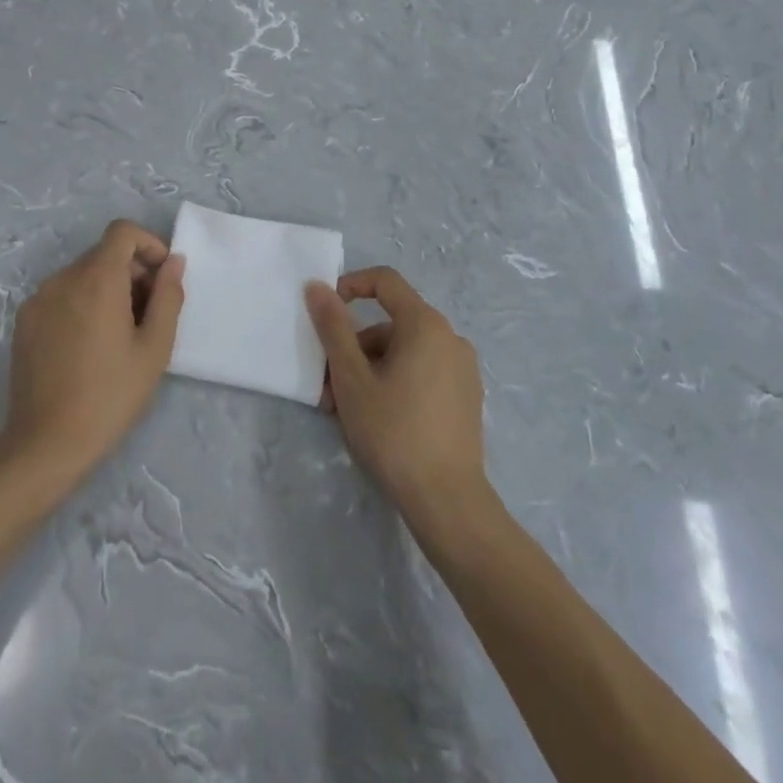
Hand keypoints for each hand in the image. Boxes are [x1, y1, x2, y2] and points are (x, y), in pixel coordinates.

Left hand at [0, 220, 184, 492]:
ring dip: (108, 289)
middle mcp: (63, 279)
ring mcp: (38, 299)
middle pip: (104, 254)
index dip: (148, 245)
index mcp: (97, 279)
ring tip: (121, 334)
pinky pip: (62, 295)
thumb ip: (168, 296)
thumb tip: (173, 262)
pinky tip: (90, 346)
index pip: (122, 232)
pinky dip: (83, 303)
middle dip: (132, 272)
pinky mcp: (24, 321)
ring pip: (82, 275)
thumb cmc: (110, 395)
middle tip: (149, 314)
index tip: (162, 277)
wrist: (46, 443)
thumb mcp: (155, 348)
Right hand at [304, 268, 487, 524]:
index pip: (385, 281)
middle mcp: (450, 337)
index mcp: (426, 324)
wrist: (447, 500)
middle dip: (354, 348)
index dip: (351, 287)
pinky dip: (395, 382)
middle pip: (391, 324)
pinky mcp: (466, 397)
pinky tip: (377, 419)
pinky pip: (423, 372)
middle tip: (328, 387)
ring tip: (346, 411)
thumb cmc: (393, 431)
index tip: (325, 313)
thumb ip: (333, 328)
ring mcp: (462, 369)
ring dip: (370, 370)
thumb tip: (317, 286)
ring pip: (404, 352)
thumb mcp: (352, 379)